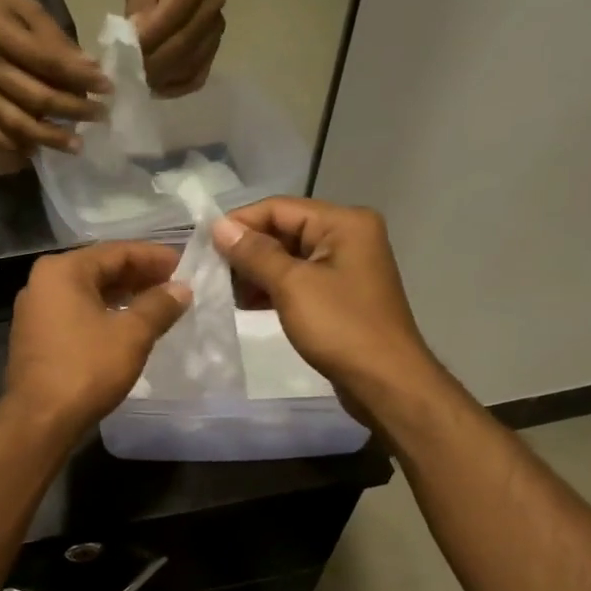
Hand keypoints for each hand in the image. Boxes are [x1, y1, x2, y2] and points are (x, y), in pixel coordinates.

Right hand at [0, 0, 108, 153]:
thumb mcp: (26, 7)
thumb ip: (55, 38)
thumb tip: (89, 68)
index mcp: (0, 35)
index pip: (47, 62)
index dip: (79, 77)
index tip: (107, 87)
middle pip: (35, 98)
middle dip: (72, 110)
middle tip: (101, 116)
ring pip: (14, 122)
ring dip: (48, 137)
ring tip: (76, 145)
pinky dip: (12, 145)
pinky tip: (35, 150)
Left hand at [5, 242, 191, 435]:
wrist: (40, 419)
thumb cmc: (86, 368)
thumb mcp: (131, 334)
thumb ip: (159, 305)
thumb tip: (182, 289)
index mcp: (62, 270)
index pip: (117, 251)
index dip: (155, 257)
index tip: (185, 265)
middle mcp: (43, 282)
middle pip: (100, 268)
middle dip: (139, 276)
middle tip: (176, 285)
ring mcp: (36, 309)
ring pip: (88, 292)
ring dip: (123, 295)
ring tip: (159, 304)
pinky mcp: (36, 335)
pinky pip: (76, 312)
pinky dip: (104, 313)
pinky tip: (128, 325)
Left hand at [122, 0, 224, 96]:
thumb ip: (137, 5)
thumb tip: (136, 40)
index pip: (172, 14)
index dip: (148, 37)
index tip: (123, 51)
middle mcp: (214, 1)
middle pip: (184, 43)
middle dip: (153, 62)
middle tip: (126, 72)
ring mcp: (217, 29)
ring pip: (190, 64)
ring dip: (162, 77)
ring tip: (137, 79)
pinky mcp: (214, 50)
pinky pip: (196, 77)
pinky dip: (174, 87)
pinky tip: (155, 87)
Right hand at [212, 198, 432, 393]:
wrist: (386, 382)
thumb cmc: (341, 327)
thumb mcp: (292, 285)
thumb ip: (254, 253)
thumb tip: (219, 226)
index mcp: (343, 223)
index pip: (278, 208)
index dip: (240, 224)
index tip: (204, 246)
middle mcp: (347, 235)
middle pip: (283, 230)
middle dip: (247, 250)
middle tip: (212, 272)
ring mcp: (345, 266)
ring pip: (287, 256)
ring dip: (255, 272)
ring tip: (226, 292)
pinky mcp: (339, 293)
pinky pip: (297, 279)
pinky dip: (272, 288)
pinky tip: (246, 303)